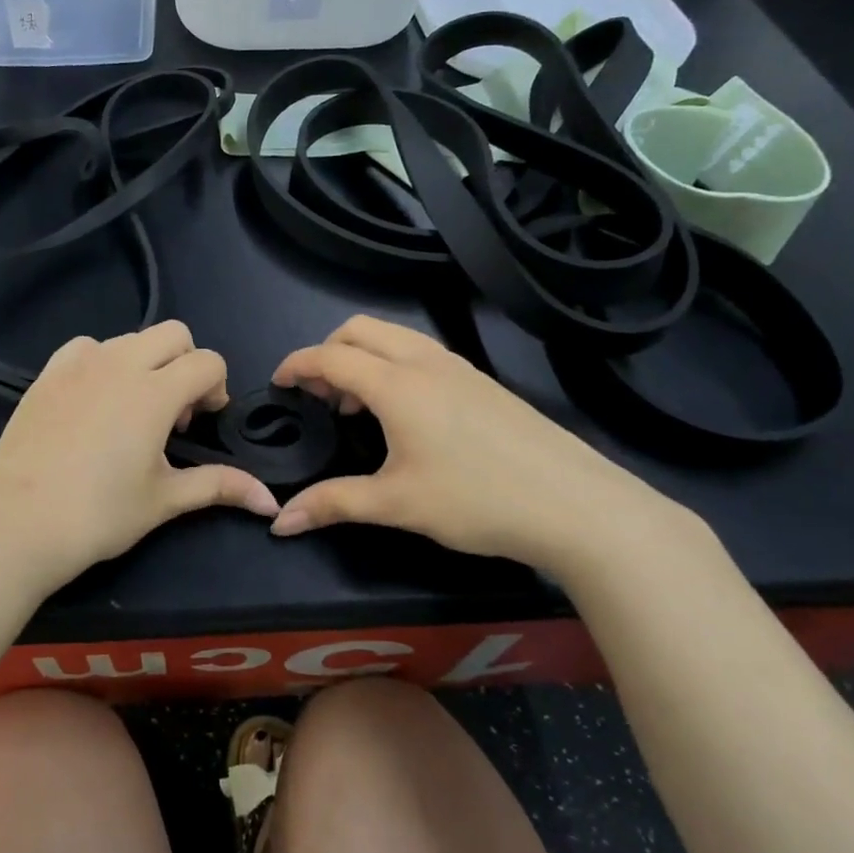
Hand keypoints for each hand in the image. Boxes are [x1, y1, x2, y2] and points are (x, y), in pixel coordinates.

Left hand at [0, 322, 280, 598]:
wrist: (17, 525)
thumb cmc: (99, 515)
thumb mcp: (165, 499)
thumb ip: (220, 486)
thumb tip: (270, 501)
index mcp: (155, 391)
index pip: (208, 361)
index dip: (217, 388)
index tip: (203, 423)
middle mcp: (119, 363)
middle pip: (173, 333)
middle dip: (186, 363)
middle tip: (174, 412)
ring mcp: (78, 364)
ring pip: (130, 338)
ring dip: (146, 362)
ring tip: (132, 410)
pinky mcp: (47, 374)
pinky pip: (86, 347)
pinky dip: (102, 361)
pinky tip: (94, 401)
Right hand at [268, 316, 699, 578]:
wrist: (576, 505)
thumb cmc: (477, 500)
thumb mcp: (397, 504)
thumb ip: (333, 504)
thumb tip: (279, 522)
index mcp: (397, 384)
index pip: (331, 357)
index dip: (297, 365)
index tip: (277, 383)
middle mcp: (425, 362)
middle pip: (359, 330)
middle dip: (327, 351)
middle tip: (317, 395)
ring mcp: (458, 367)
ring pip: (394, 336)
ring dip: (362, 356)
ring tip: (356, 405)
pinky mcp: (482, 381)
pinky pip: (420, 352)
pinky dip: (392, 364)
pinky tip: (403, 412)